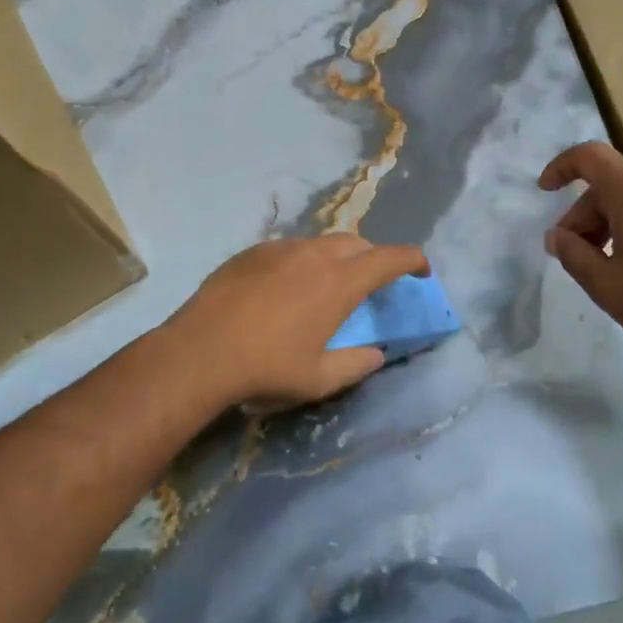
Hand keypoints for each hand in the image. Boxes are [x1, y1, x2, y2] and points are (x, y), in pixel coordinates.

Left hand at [158, 235, 430, 410]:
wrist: (201, 351)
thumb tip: (376, 353)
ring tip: (325, 287)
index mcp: (340, 282)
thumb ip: (356, 364)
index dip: (413, 260)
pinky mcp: (253, 251)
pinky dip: (301, 263)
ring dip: (335, 259)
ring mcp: (281, 248)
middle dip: (372, 258)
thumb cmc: (267, 367)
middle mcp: (316, 255)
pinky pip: (289, 249)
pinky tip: (283, 290)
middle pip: (357, 244)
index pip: (390, 258)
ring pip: (321, 243)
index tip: (421, 270)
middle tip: (370, 283)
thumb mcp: (319, 379)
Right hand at [539, 141, 622, 364]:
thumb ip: (571, 252)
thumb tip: (557, 236)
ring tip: (603, 262)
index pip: (590, 156)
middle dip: (584, 213)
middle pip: (610, 184)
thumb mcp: (602, 282)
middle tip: (574, 252)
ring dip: (608, 221)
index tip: (545, 191)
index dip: (561, 167)